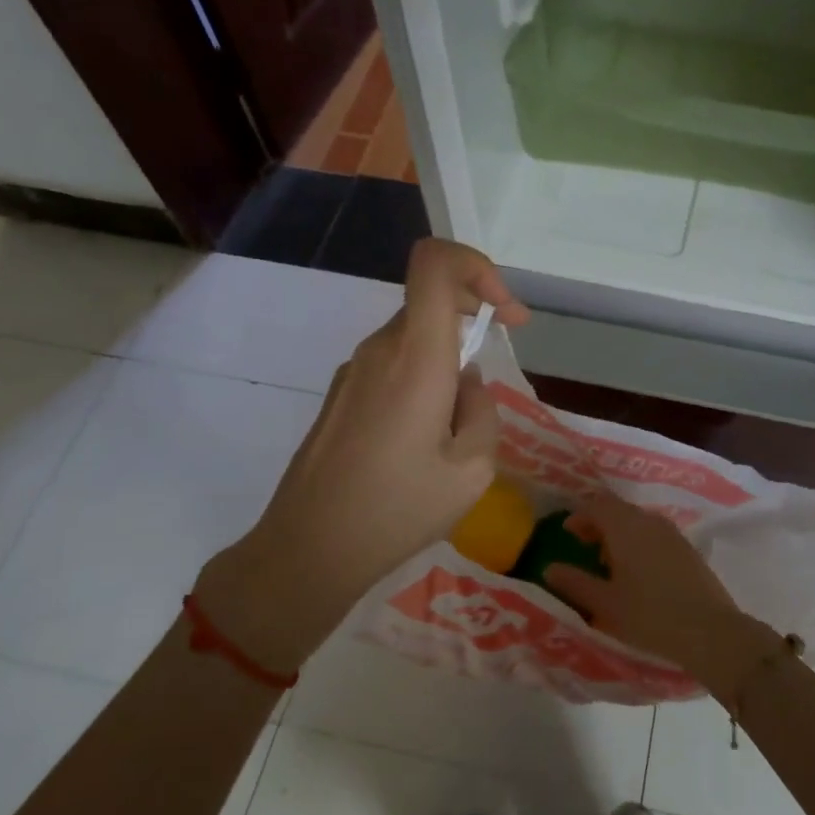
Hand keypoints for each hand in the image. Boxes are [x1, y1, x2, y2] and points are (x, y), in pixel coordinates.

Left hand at [197, 239, 527, 670]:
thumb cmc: (395, 511)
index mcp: (415, 358)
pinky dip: (420, 381)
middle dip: (472, 325)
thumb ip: (483, 412)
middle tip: (490, 383)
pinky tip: (421, 443)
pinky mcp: (340, 395)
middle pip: (430, 301)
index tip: (505, 313)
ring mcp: (353, 371)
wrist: (308, 550)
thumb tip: (467, 383)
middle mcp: (379, 350)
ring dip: (446, 363)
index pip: (435, 264)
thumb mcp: (471, 472)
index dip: (478, 267)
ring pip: (412, 338)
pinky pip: (391, 366)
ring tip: (455, 432)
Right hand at [545, 494, 774, 698]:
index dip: (580, 515)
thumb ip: (575, 583)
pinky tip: (638, 572)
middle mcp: (650, 522)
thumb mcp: (605, 604)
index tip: (568, 533)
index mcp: (626, 527)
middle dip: (599, 523)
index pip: (597, 505)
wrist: (710, 632)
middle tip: (584, 545)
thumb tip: (550, 568)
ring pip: (638, 521)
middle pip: (619, 510)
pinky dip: (639, 542)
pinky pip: (655, 534)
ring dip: (620, 533)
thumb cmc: (650, 616)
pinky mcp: (688, 549)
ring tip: (609, 562)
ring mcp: (673, 534)